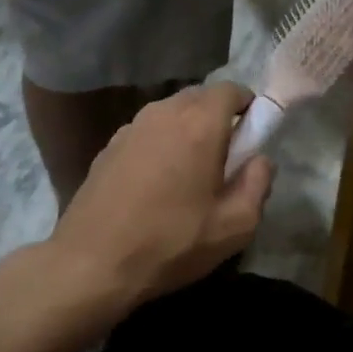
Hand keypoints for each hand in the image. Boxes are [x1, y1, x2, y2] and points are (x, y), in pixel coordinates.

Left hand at [50, 82, 275, 317]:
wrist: (91, 263)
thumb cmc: (171, 243)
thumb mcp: (235, 226)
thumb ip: (258, 184)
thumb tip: (261, 160)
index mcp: (199, 123)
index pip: (231, 89)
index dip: (248, 107)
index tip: (252, 138)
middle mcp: (163, 112)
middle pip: (200, 98)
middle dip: (218, 119)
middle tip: (225, 159)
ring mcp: (130, 127)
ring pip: (171, 114)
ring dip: (187, 131)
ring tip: (189, 173)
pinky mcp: (108, 146)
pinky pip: (147, 132)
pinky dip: (160, 145)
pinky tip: (156, 183)